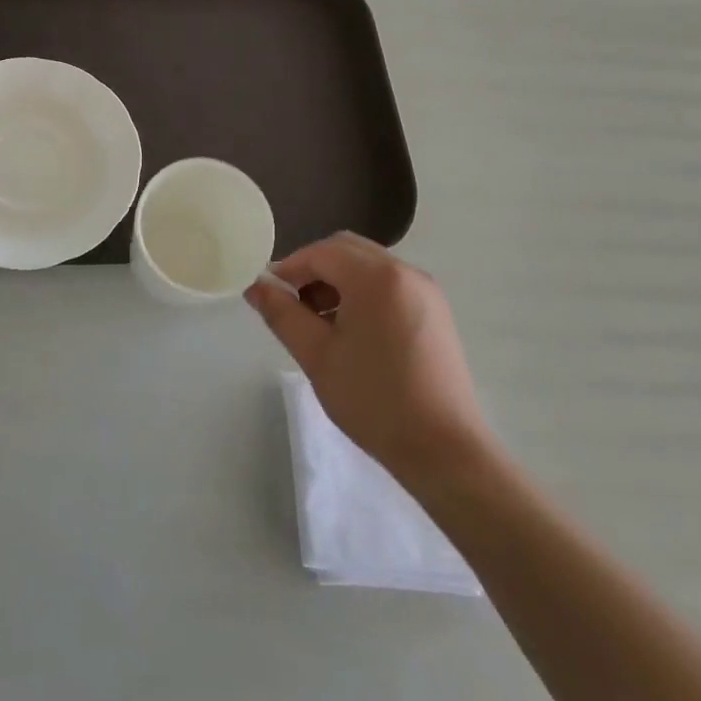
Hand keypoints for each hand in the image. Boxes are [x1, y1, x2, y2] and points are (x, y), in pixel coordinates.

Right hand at [246, 232, 495, 496]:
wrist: (444, 450)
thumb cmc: (374, 399)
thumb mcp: (316, 355)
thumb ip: (282, 314)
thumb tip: (256, 286)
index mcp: (376, 277)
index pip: (321, 252)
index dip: (289, 268)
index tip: (270, 295)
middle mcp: (405, 272)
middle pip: (346, 250)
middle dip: (314, 270)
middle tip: (293, 306)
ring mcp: (425, 291)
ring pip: (368, 266)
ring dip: (338, 281)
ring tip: (320, 324)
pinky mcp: (435, 311)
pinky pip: (389, 284)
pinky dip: (363, 293)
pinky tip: (352, 332)